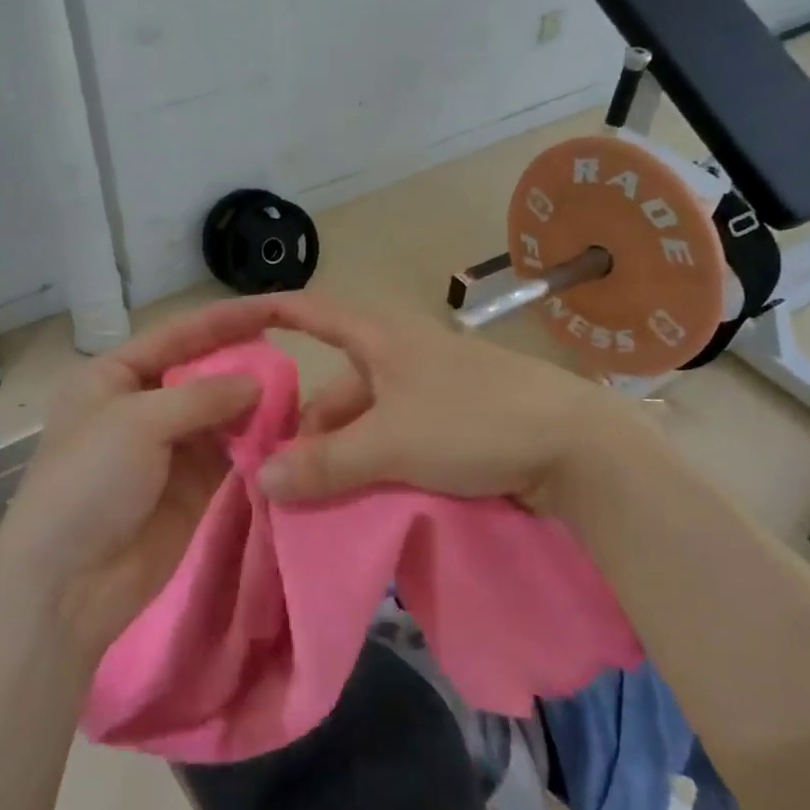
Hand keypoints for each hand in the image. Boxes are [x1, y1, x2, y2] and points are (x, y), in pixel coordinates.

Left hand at [0, 301, 277, 659]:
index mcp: (113, 376)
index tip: (274, 306)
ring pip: (220, 413)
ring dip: (253, 404)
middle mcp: (142, 405)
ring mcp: (168, 448)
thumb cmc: (89, 482)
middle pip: (201, 372)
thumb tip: (257, 382)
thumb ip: (202, 396)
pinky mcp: (192, 486)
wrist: (68, 584)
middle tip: (291, 356)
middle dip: (242, 363)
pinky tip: (284, 430)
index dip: (224, 319)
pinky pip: (229, 453)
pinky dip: (254, 441)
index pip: (177, 336)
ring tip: (295, 392)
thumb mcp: (138, 423)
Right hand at [250, 295, 680, 524]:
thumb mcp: (391, 443)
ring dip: (344, 452)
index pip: (312, 312)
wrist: (578, 445)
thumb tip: (262, 479)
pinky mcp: (456, 419)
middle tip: (287, 477)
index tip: (231, 327)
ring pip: (368, 417)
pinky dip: (377, 461)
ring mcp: (431, 388)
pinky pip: (398, 435)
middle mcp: (401, 354)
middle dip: (309, 427)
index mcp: (382, 338)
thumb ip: (326, 463)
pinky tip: (369, 494)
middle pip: (337, 384)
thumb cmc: (474, 422)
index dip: (270, 313)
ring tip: (325, 497)